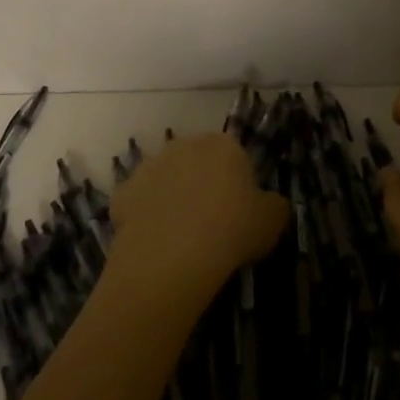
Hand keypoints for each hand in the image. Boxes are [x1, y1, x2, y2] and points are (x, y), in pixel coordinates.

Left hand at [106, 133, 289, 309]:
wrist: (172, 255)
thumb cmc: (231, 230)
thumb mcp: (272, 222)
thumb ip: (275, 206)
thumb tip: (271, 204)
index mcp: (224, 145)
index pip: (234, 156)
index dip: (237, 184)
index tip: (239, 212)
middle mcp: (185, 144)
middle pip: (197, 161)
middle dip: (202, 183)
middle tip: (210, 222)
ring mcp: (150, 165)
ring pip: (165, 178)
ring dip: (171, 196)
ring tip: (179, 234)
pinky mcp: (124, 191)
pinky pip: (137, 201)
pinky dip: (143, 215)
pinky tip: (153, 239)